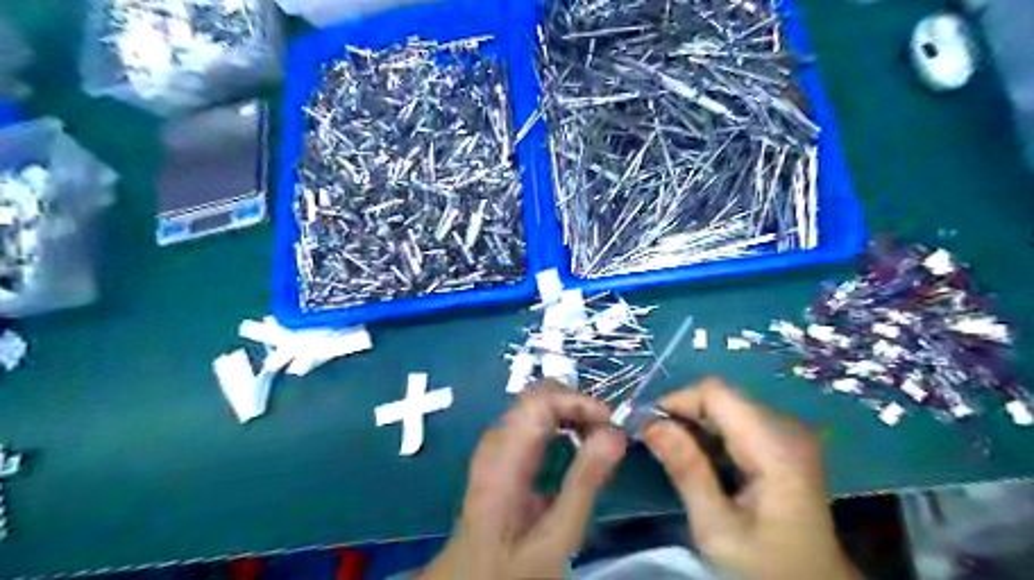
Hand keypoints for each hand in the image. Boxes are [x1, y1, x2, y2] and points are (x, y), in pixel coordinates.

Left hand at [414, 384, 624, 576]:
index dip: (577, 402)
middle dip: (576, 405)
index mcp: (503, 458)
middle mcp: (495, 442)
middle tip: (607, 431)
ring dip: (569, 414)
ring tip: (598, 439)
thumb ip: (585, 482)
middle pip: (536, 398)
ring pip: (534, 407)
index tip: (610, 423)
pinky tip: (576, 446)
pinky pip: (530, 423)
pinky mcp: (499, 454)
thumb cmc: (514, 568)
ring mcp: (494, 446)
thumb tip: (615, 434)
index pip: (539, 401)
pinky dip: (558, 425)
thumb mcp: (557, 535)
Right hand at [644, 376, 857, 579]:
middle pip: (721, 396)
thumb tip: (649, 423)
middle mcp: (786, 427)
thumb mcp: (717, 529)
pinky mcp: (782, 441)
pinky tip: (700, 460)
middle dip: (682, 414)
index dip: (677, 401)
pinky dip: (710, 432)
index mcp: (775, 446)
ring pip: (726, 405)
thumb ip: (686, 470)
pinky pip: (736, 419)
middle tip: (656, 445)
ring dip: (694, 423)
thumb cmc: (767, 567)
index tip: (648, 428)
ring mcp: (788, 432)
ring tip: (674, 455)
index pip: (716, 392)